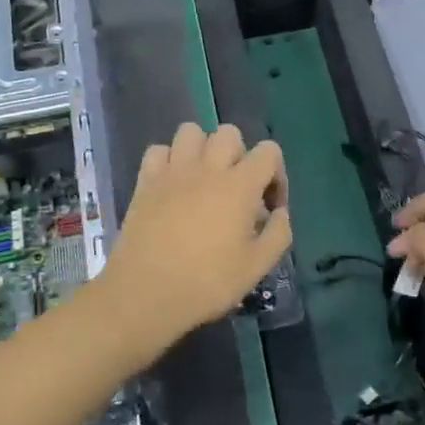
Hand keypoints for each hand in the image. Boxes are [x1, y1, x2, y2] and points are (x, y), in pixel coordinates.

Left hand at [88, 123, 290, 365]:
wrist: (146, 294)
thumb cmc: (207, 283)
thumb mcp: (257, 267)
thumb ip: (278, 234)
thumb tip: (280, 213)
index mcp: (240, 186)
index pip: (269, 152)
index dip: (276, 175)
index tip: (269, 206)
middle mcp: (208, 168)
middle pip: (229, 134)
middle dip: (239, 156)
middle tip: (236, 190)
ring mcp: (173, 171)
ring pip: (191, 131)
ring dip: (202, 149)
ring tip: (203, 179)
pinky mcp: (145, 181)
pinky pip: (158, 150)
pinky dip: (168, 161)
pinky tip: (172, 185)